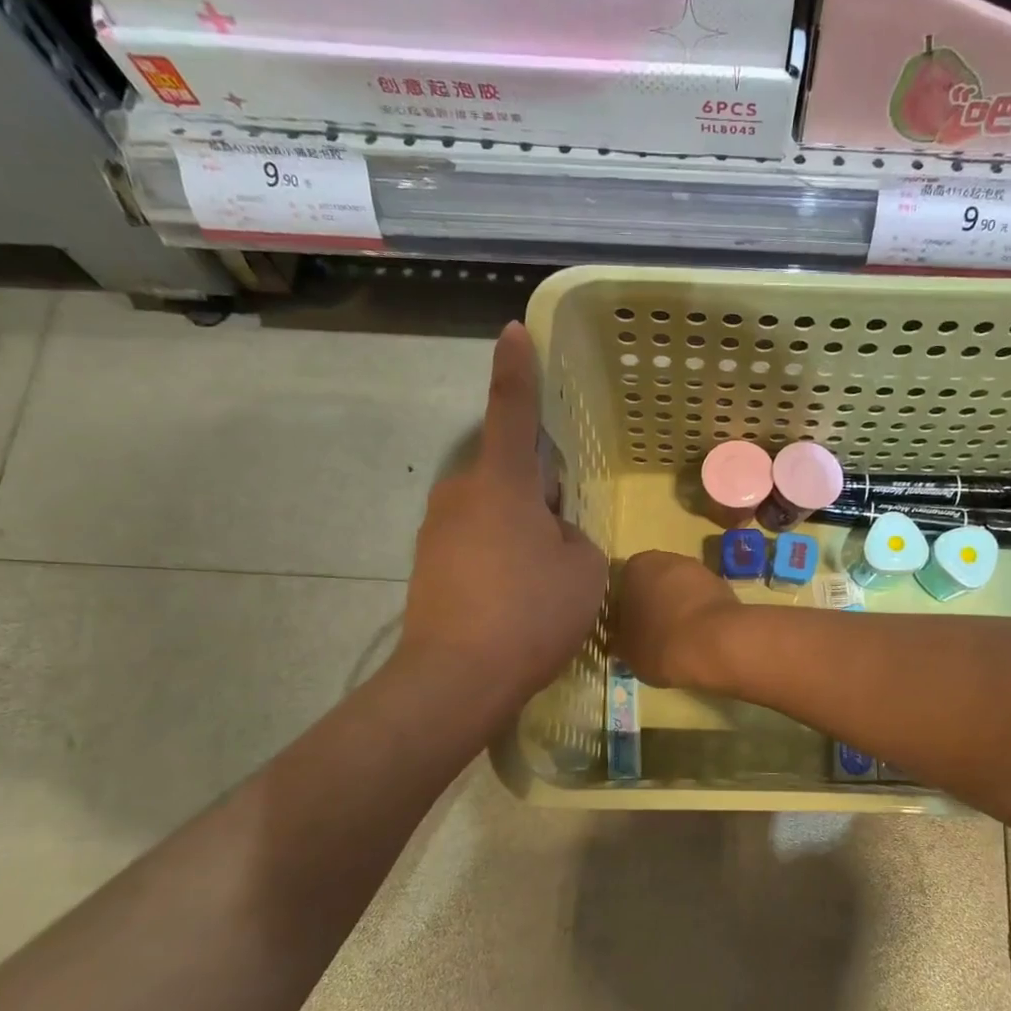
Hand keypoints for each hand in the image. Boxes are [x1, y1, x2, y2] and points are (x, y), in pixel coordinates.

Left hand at [402, 323, 606, 718]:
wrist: (457, 679)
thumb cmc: (531, 612)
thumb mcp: (583, 568)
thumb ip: (573, 536)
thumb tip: (550, 534)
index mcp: (500, 482)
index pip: (512, 409)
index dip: (517, 368)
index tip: (512, 330)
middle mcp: (460, 494)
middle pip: (508, 474)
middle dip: (538, 492)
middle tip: (563, 536)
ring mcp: (437, 531)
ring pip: (493, 512)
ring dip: (520, 530)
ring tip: (541, 580)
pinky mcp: (428, 566)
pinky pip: (476, 545)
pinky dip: (500, 559)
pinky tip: (515, 601)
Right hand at [612, 550, 743, 690]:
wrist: (718, 645)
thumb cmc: (660, 644)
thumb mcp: (627, 650)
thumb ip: (622, 638)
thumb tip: (625, 638)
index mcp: (636, 567)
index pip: (623, 586)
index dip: (626, 612)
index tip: (630, 633)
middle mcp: (668, 559)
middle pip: (655, 585)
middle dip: (655, 607)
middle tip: (653, 638)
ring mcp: (700, 570)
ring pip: (682, 593)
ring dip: (679, 611)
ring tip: (679, 643)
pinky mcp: (725, 587)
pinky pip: (704, 604)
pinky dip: (702, 618)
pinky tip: (701, 641)